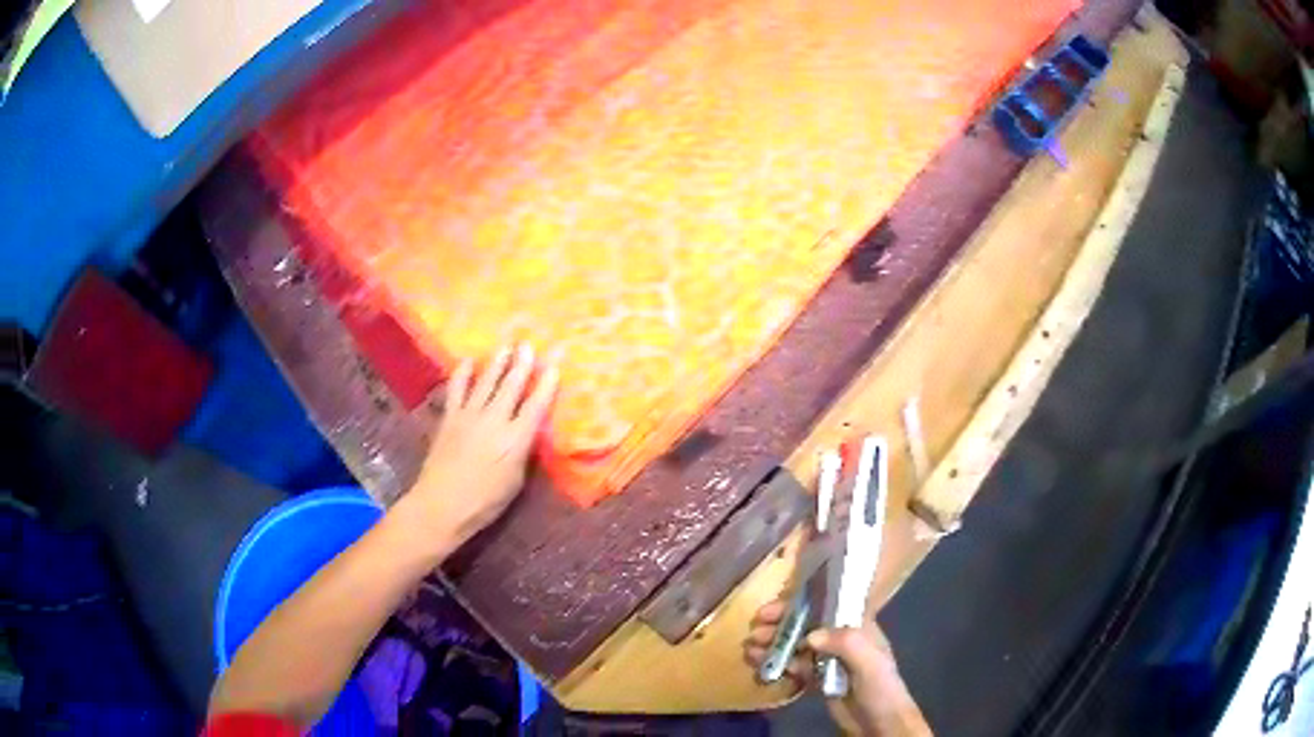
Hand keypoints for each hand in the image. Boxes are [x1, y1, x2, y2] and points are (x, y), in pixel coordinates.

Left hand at [399, 344, 558, 552]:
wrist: (441, 504)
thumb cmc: (485, 502)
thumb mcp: (515, 481)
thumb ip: (522, 452)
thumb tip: (527, 433)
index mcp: (516, 440)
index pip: (536, 406)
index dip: (546, 385)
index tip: (554, 366)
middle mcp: (495, 421)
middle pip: (512, 386)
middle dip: (522, 364)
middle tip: (529, 345)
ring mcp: (469, 416)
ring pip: (487, 382)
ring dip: (498, 363)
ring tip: (506, 347)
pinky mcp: (450, 417)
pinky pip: (457, 389)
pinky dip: (463, 373)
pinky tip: (468, 361)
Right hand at [745, 601, 930, 735]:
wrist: (880, 722)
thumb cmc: (880, 686)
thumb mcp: (869, 661)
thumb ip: (844, 642)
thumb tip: (809, 635)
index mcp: (856, 625)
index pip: (823, 605)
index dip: (796, 604)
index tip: (769, 610)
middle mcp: (841, 637)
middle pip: (805, 625)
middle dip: (779, 626)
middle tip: (753, 633)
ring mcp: (829, 658)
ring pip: (796, 645)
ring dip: (773, 645)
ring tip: (749, 650)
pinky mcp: (819, 678)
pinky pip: (795, 666)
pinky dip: (778, 664)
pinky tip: (760, 666)